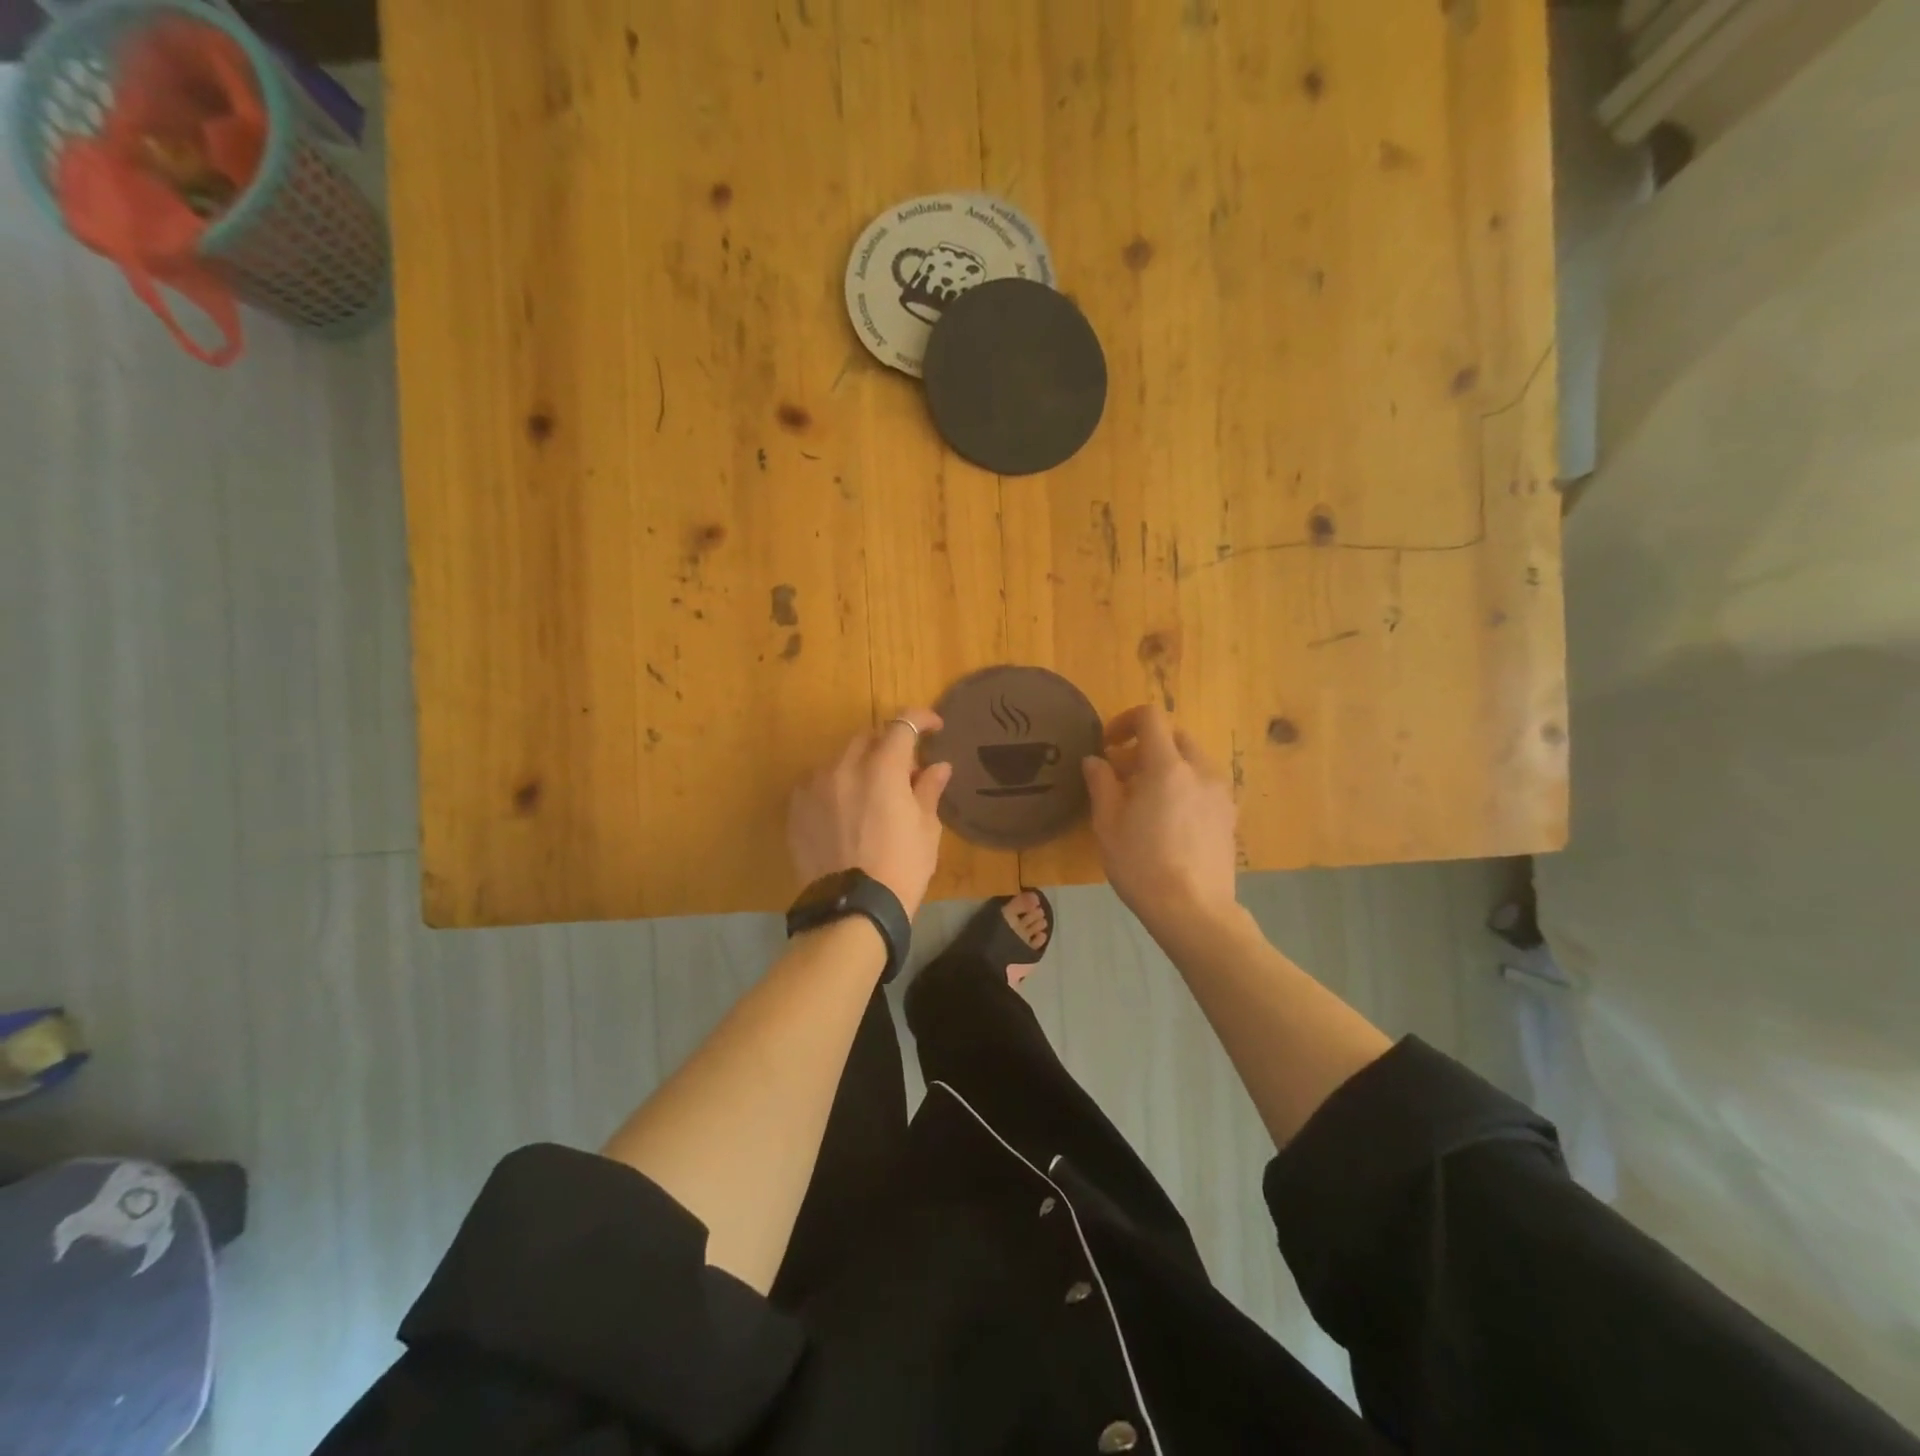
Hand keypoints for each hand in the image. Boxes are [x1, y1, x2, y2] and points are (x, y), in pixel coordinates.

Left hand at [788, 709, 952, 919]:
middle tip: (903, 769)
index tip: (934, 728)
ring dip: (860, 766)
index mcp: (882, 768)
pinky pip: (818, 783)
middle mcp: (844, 766)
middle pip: (868, 737)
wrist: (852, 909)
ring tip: (870, 793)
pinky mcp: (796, 807)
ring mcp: (815, 785)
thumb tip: (938, 767)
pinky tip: (844, 811)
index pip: (903, 725)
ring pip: (840, 759)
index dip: (921, 719)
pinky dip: (835, 787)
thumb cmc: (901, 869)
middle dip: (888, 745)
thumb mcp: (925, 829)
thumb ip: (928, 790)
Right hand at [1082, 704, 1239, 932]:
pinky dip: (1184, 786)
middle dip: (1146, 746)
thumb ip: (1101, 783)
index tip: (1108, 745)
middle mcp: (1200, 770)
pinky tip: (1169, 821)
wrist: (1193, 911)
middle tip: (1123, 775)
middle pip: (1174, 736)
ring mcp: (1220, 793)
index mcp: (1167, 766)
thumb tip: (1095, 760)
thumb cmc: (1142, 865)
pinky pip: (1204, 784)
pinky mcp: (1229, 815)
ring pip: (1192, 760)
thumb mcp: (1108, 824)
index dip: (1125, 721)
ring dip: (1167, 766)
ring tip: (1146, 800)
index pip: (1151, 717)